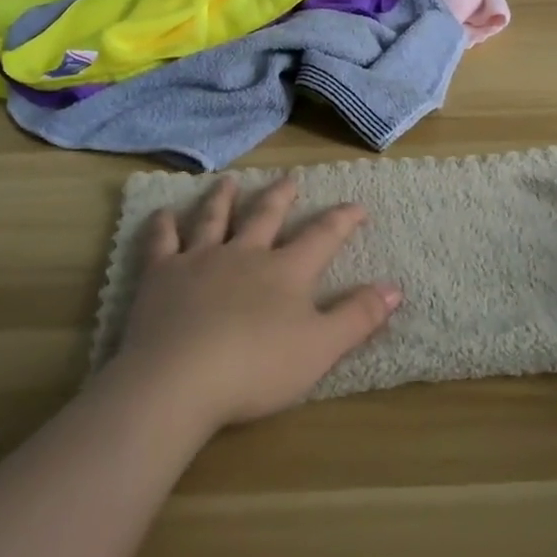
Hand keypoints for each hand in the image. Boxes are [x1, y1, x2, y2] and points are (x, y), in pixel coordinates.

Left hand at [111, 176, 401, 433]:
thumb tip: (395, 287)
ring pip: (214, 218)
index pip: (321, 237)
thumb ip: (358, 316)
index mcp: (285, 271)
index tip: (357, 205)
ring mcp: (200, 259)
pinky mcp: (161, 274)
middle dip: (281, 196)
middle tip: (289, 178)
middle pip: (266, 216)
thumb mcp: (321, 348)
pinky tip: (162, 213)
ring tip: (229, 181)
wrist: (180, 378)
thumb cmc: (257, 367)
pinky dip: (163, 225)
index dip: (342, 219)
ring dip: (223, 198)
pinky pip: (162, 241)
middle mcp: (244, 253)